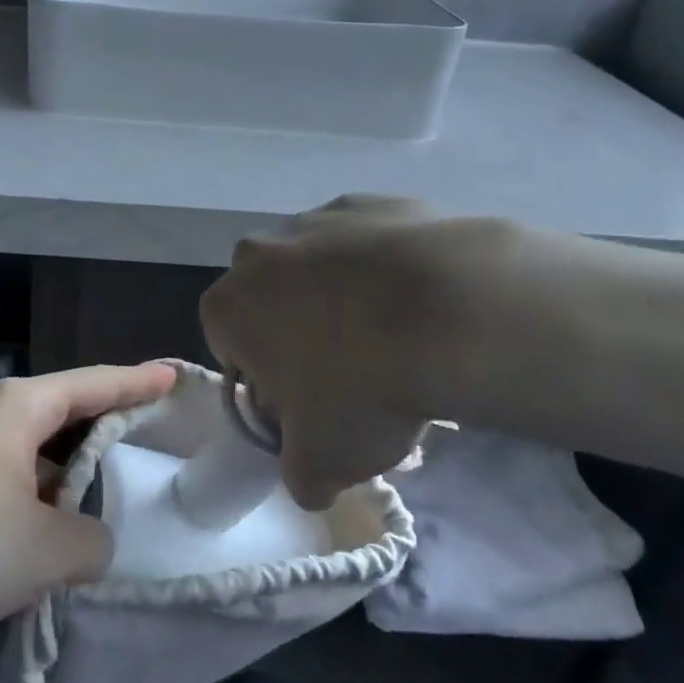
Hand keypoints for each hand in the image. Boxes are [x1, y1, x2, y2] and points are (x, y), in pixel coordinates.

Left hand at [0, 362, 176, 635]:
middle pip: (72, 410)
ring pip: (43, 448)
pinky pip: (18, 474)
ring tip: (116, 491)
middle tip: (159, 435)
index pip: (98, 383)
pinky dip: (46, 493)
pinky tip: (56, 526)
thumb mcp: (41, 553)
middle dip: (115, 424)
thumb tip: (92, 539)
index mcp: (23, 407)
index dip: (141, 382)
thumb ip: (91, 543)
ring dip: (77, 470)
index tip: (176, 375)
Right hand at [200, 195, 494, 509]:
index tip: (305, 404)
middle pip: (272, 301)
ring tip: (398, 337)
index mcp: (230, 305)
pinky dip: (385, 268)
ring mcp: (318, 219)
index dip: (265, 381)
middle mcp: (259, 252)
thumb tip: (309, 480)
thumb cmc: (363, 388)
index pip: (230, 347)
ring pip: (319, 267)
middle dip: (299, 334)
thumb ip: (299, 476)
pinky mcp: (374, 202)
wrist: (453, 313)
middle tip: (352, 374)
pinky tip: (424, 300)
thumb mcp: (321, 463)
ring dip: (342, 298)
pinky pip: (368, 243)